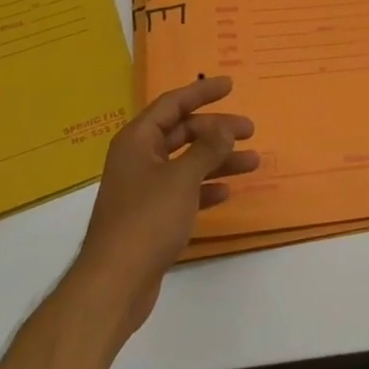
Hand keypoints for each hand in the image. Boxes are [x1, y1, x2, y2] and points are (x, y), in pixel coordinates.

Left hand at [75, 76, 257, 334]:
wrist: (115, 283)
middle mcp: (138, 158)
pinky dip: (204, 188)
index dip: (202, 92)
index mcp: (138, 139)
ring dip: (218, 160)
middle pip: (182, 132)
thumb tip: (225, 128)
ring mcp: (143, 188)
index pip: (173, 104)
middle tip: (249, 130)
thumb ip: (207, 149)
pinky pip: (182, 191)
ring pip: (186, 163)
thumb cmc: (147, 219)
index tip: (230, 85)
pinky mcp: (150, 216)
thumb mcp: (182, 178)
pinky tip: (226, 192)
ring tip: (253, 162)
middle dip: (216, 130)